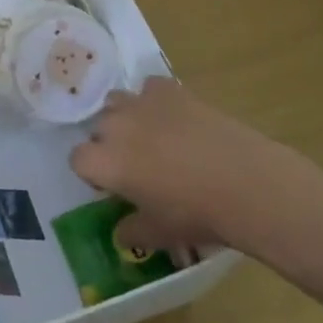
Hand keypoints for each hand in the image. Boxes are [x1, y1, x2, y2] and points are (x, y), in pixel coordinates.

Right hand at [69, 77, 274, 252]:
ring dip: (125, 117)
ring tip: (150, 136)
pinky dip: (155, 100)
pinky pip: (148, 88)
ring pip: (116, 102)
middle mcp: (115, 126)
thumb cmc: (196, 213)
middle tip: (136, 165)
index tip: (113, 186)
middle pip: (98, 129)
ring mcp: (141, 102)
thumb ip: (132, 231)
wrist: (244, 182)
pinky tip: (174, 118)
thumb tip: (121, 234)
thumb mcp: (160, 234)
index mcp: (105, 162)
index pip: (78, 159)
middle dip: (109, 144)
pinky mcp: (168, 89)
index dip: (93, 173)